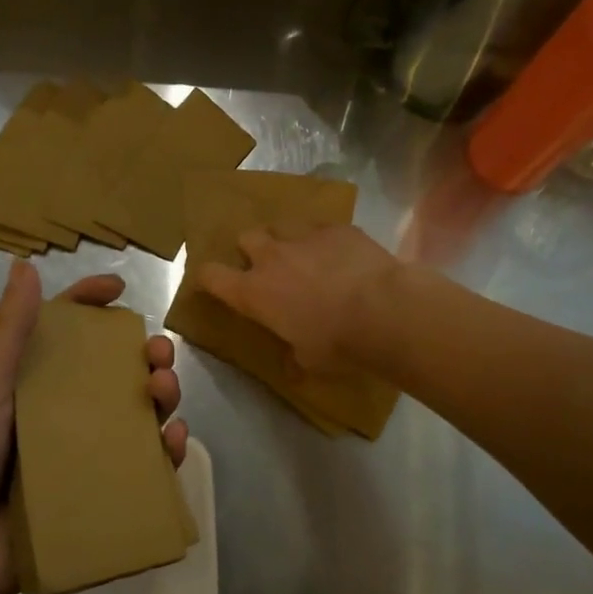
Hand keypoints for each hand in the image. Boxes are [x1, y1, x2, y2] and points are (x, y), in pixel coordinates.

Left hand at [0, 263, 185, 593]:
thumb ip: (8, 333)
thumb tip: (24, 263)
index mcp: (30, 383)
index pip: (66, 333)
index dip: (91, 306)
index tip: (120, 290)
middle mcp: (61, 413)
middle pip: (115, 373)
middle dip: (145, 356)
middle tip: (159, 354)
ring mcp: (83, 454)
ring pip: (137, 416)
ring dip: (162, 397)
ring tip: (165, 394)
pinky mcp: (98, 492)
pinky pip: (143, 466)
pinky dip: (166, 451)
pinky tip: (174, 441)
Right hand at [198, 224, 399, 376]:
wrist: (384, 311)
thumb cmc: (338, 343)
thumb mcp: (309, 361)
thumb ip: (294, 358)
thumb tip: (292, 368)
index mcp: (254, 292)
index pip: (212, 276)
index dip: (207, 277)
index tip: (212, 282)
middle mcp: (272, 258)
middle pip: (246, 237)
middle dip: (251, 249)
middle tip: (267, 266)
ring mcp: (305, 237)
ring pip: (282, 226)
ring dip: (286, 239)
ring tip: (304, 256)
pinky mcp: (338, 228)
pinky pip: (321, 227)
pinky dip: (324, 240)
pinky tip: (341, 255)